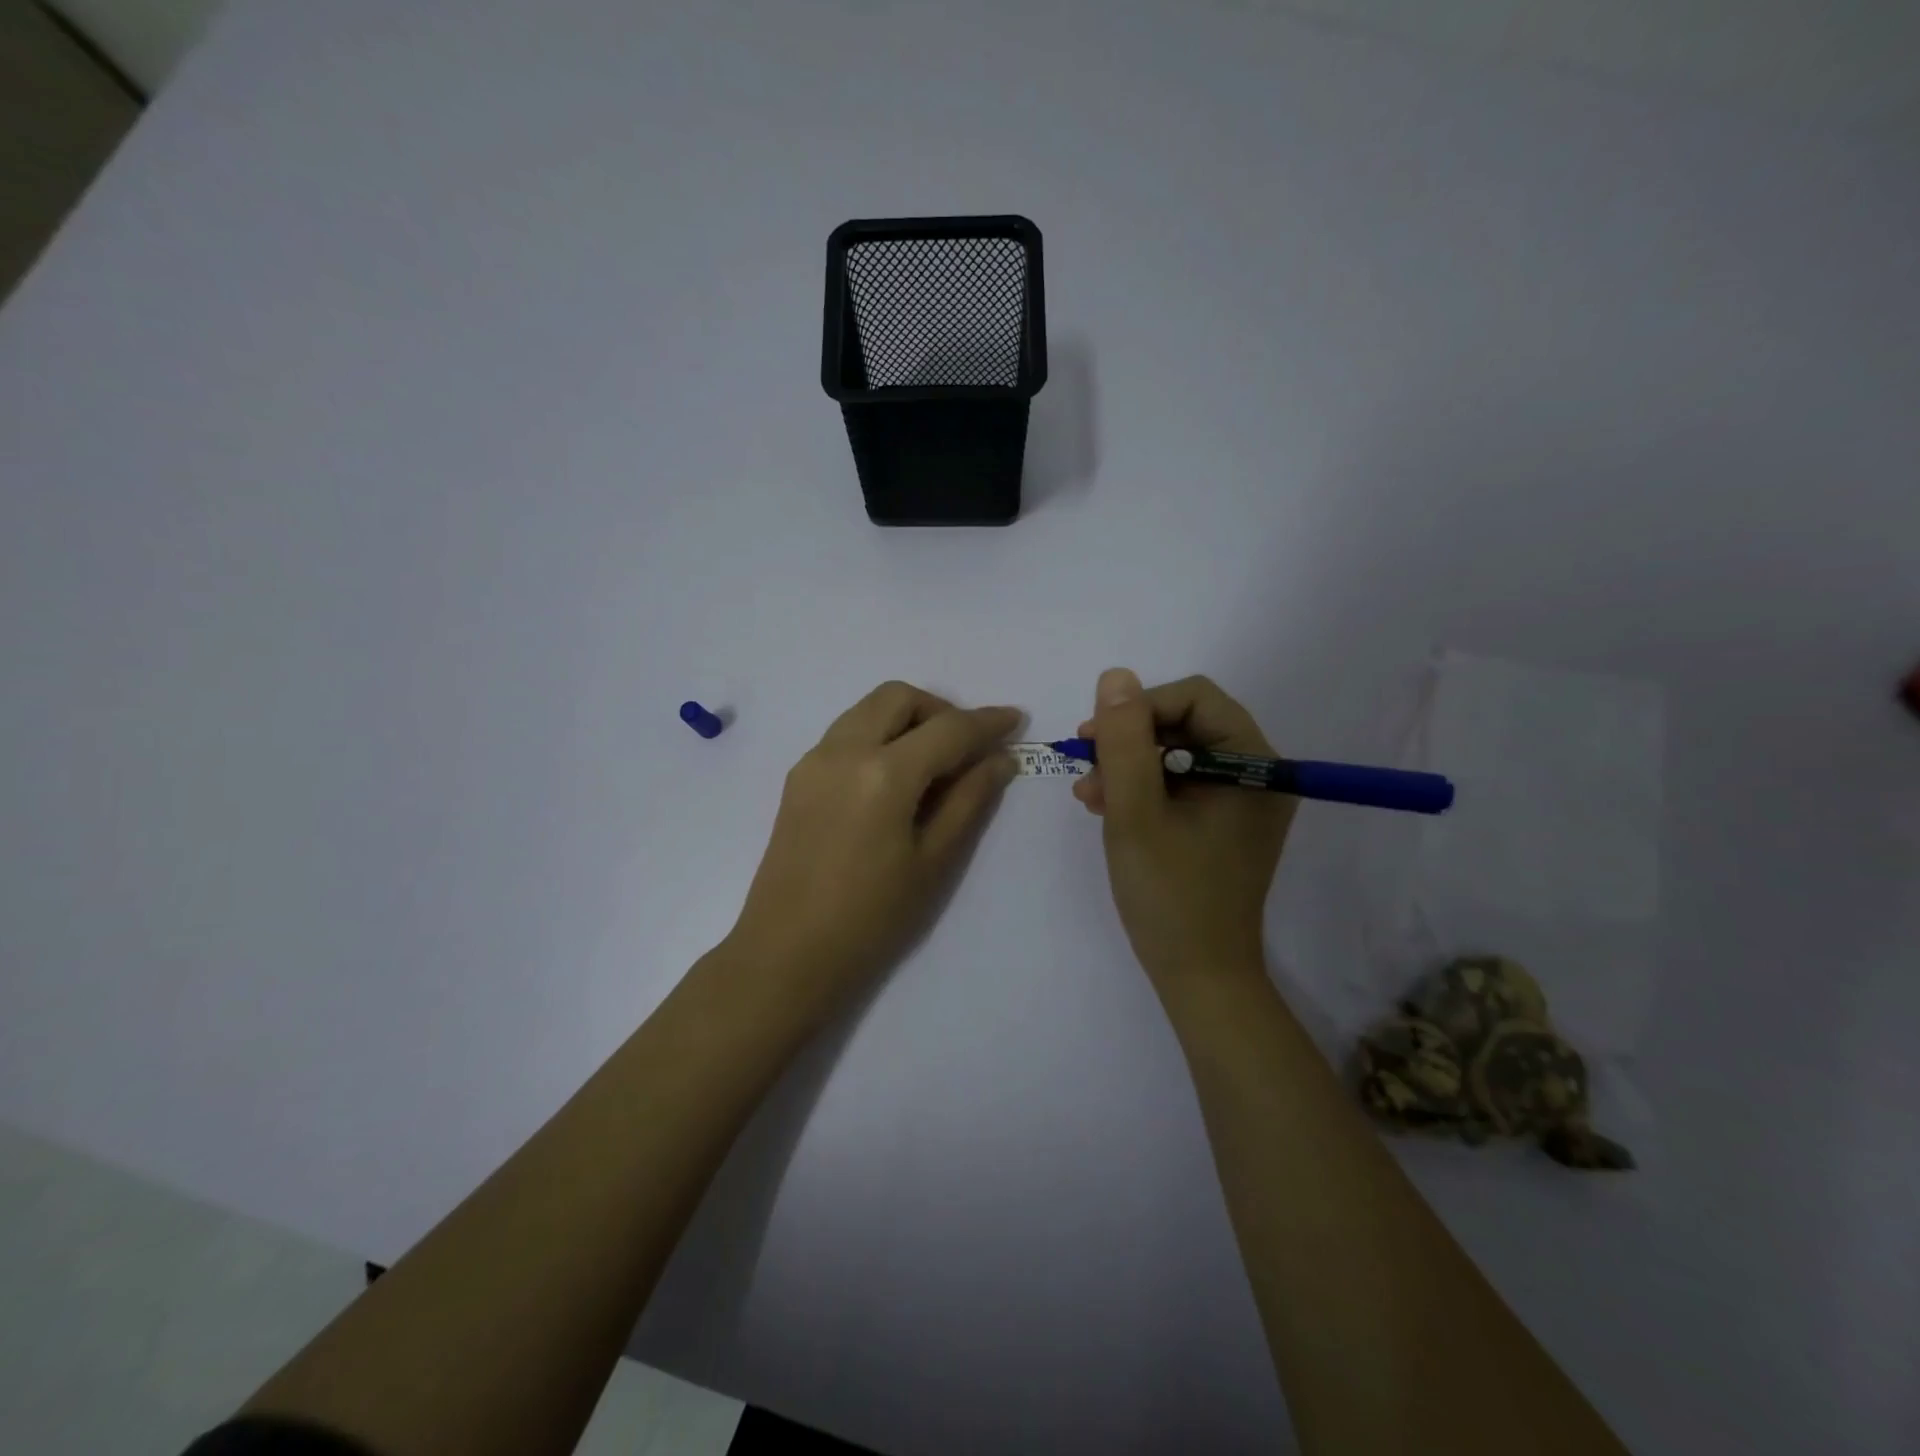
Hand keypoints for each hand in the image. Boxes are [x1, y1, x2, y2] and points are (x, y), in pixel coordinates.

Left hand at [728, 681, 1021, 1006]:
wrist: (787, 953)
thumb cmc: (872, 918)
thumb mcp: (934, 861)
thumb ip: (970, 799)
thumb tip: (1001, 758)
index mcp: (883, 772)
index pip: (948, 729)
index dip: (987, 722)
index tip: (1015, 719)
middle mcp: (843, 750)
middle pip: (898, 697)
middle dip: (940, 710)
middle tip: (966, 749)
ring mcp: (814, 761)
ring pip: (867, 709)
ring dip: (906, 719)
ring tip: (933, 764)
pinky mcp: (798, 778)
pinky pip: (846, 734)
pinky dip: (878, 736)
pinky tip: (894, 780)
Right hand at [1073, 670, 1295, 983]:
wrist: (1198, 975)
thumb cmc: (1169, 894)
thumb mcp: (1135, 812)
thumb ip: (1124, 741)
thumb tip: (1116, 677)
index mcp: (1254, 765)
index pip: (1196, 699)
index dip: (1141, 708)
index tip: (1095, 737)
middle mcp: (1257, 775)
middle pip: (1185, 723)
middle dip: (1129, 740)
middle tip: (1086, 765)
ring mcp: (1240, 800)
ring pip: (1176, 753)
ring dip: (1128, 765)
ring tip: (1089, 794)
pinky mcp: (1223, 822)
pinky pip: (1179, 784)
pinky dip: (1141, 789)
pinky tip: (1105, 806)